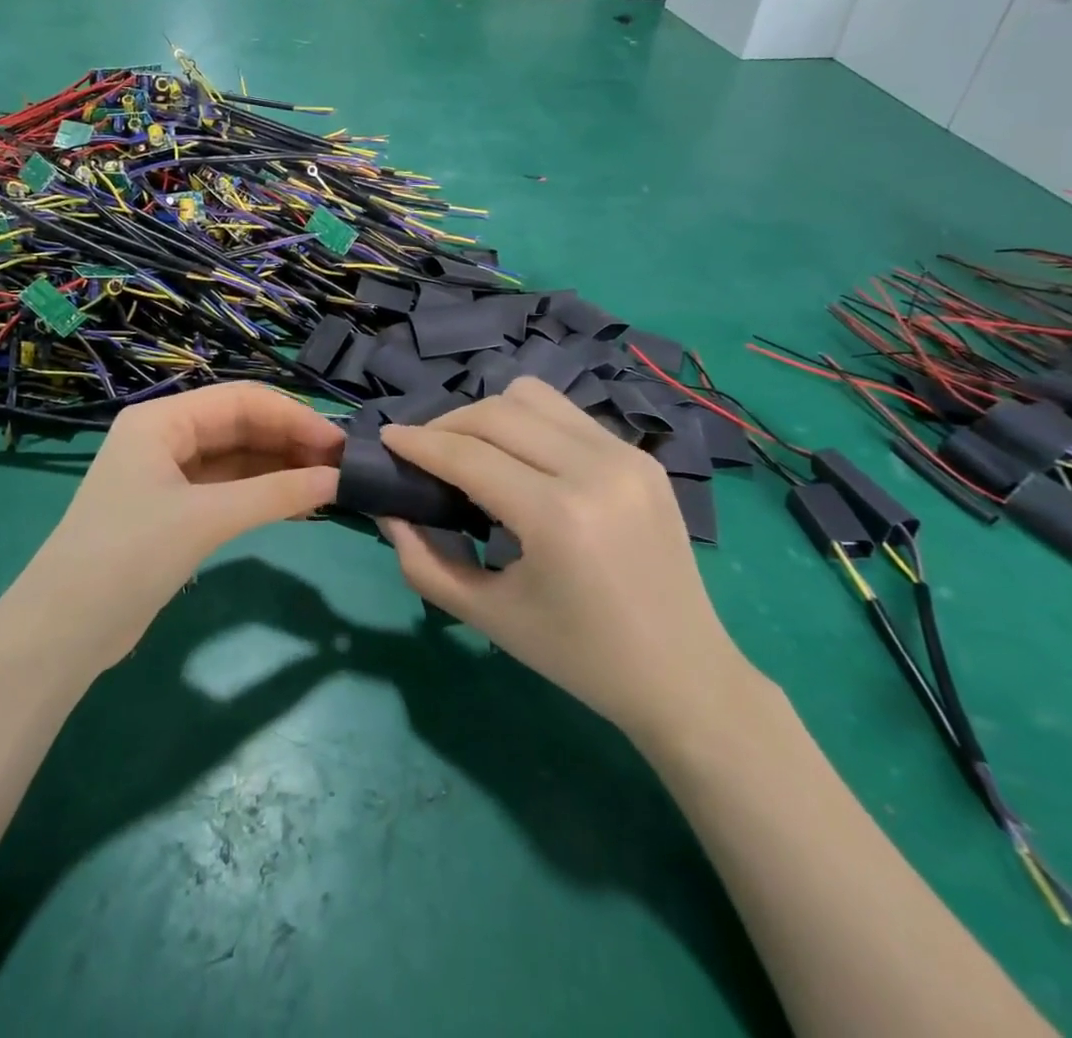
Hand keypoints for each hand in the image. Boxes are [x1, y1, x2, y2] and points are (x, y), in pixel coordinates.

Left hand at [8, 383, 342, 676]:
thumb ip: (275, 494)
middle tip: (341, 467)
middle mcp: (166, 437)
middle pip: (242, 426)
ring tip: (329, 486)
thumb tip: (338, 479)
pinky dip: (264, 495)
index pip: (242, 401)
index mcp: (163, 420)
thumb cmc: (129, 556)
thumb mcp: (206, 518)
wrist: (63, 631)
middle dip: (291, 443)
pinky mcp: (176, 510)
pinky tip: (300, 505)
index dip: (294, 418)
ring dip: (282, 469)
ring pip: (239, 459)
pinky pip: (230, 489)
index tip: (340, 444)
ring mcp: (170, 474)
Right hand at [379, 378, 754, 745]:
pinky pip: (566, 415)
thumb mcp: (488, 617)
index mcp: (558, 516)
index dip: (418, 442)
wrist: (684, 675)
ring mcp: (626, 455)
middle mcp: (596, 468)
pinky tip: (519, 460)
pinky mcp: (642, 455)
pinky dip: (528, 424)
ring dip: (489, 415)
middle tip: (422, 451)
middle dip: (447, 423)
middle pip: (497, 412)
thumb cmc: (579, 657)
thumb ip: (424, 562)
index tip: (386, 438)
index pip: (469, 455)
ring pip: (533, 396)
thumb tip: (389, 511)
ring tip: (470, 450)